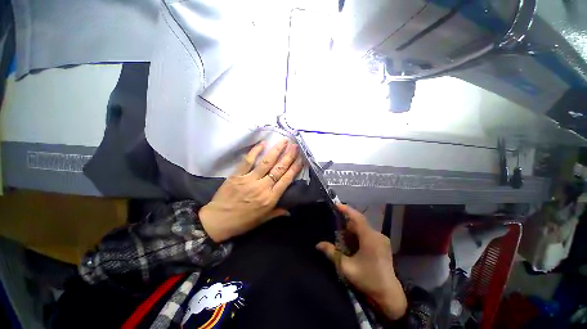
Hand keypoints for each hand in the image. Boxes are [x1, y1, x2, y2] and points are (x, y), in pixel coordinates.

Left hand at [200, 139, 302, 242]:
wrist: (218, 222)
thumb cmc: (242, 222)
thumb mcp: (262, 220)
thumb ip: (277, 213)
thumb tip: (290, 211)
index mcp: (270, 198)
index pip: (286, 180)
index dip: (295, 168)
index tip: (301, 159)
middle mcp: (262, 187)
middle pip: (279, 169)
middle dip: (289, 156)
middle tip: (296, 146)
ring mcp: (249, 179)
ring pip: (266, 162)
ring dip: (276, 150)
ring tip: (284, 141)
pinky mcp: (237, 175)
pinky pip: (248, 161)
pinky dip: (255, 151)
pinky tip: (262, 143)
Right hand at [316, 204, 406, 319]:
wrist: (389, 295)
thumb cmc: (368, 280)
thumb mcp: (346, 267)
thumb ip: (332, 253)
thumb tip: (318, 244)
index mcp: (370, 238)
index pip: (357, 218)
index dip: (346, 210)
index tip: (336, 204)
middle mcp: (377, 235)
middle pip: (359, 222)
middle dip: (346, 222)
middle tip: (334, 223)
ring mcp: (381, 239)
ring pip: (363, 228)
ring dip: (352, 229)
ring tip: (341, 234)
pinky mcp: (382, 244)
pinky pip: (367, 233)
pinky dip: (357, 234)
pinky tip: (351, 242)